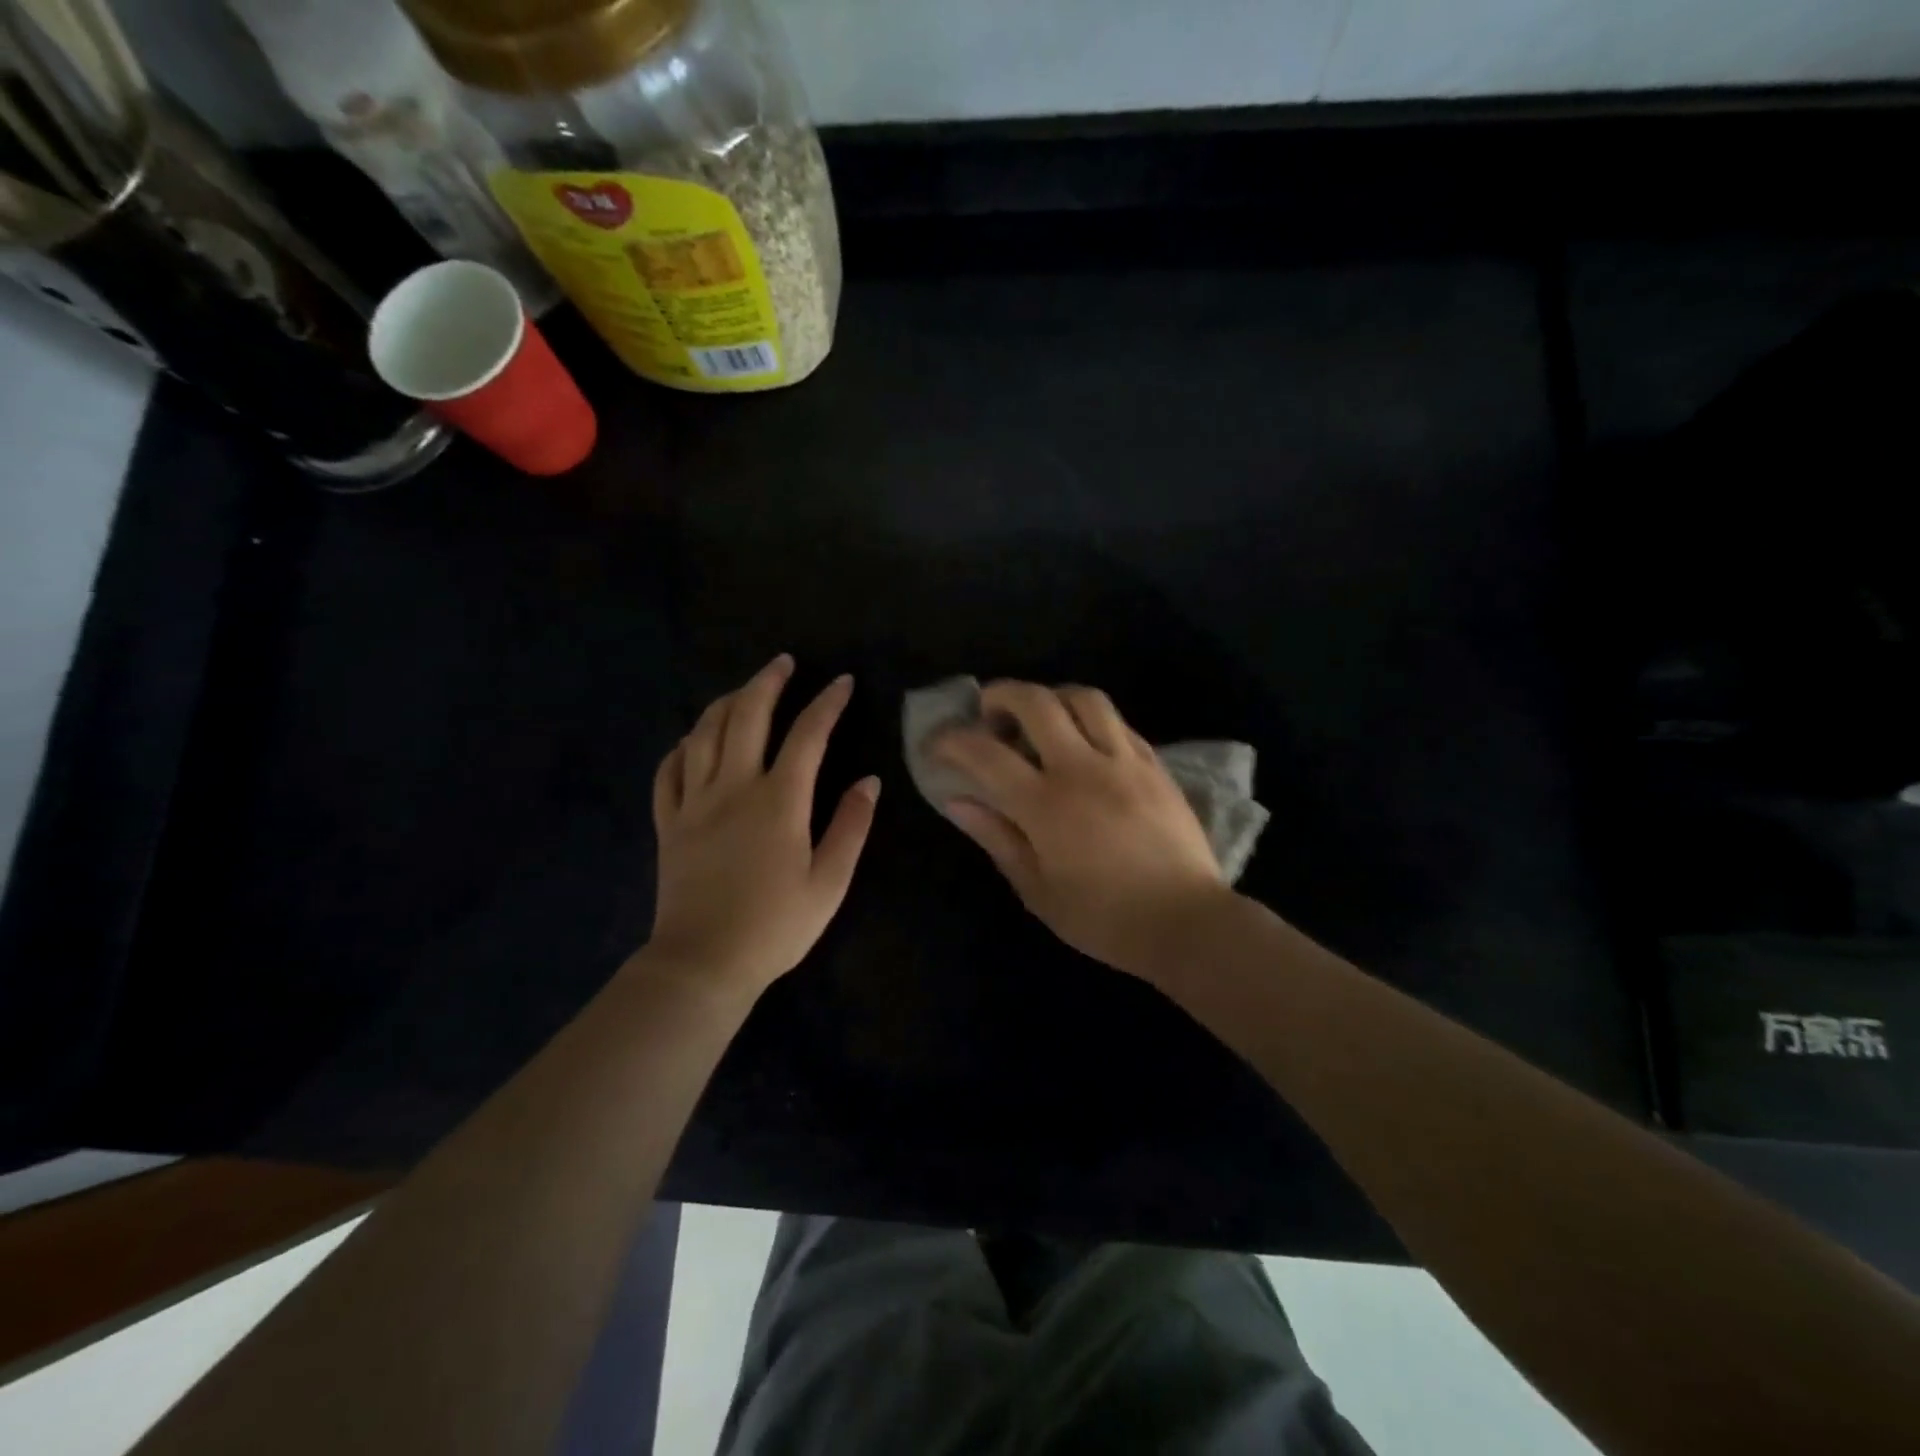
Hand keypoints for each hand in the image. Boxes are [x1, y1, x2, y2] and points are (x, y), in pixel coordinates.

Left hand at [646, 656, 877, 994]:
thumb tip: (868, 781)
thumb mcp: (830, 882)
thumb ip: (851, 827)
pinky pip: (669, 771)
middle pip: (747, 716)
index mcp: (779, 801)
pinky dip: (681, 747)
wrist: (703, 964)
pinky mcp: (668, 824)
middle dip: (767, 682)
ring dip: (725, 703)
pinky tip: (692, 741)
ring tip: (742, 692)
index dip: (827, 703)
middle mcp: (734, 788)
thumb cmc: (775, 927)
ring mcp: (694, 803)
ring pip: (704, 733)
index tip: (841, 682)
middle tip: (783, 663)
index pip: (808, 735)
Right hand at [932, 681, 1232, 981]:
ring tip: (1040, 719)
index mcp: (1045, 805)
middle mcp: (1083, 768)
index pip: (986, 753)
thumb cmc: (1103, 918)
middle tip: (988, 712)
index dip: (952, 741)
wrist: (1186, 923)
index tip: (937, 745)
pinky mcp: (1155, 765)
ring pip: (1084, 698)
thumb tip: (956, 801)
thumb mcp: (1037, 889)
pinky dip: (1090, 719)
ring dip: (1051, 697)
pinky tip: (1084, 742)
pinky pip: (1118, 722)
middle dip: (1001, 694)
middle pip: (1036, 702)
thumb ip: (996, 837)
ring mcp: (1124, 761)